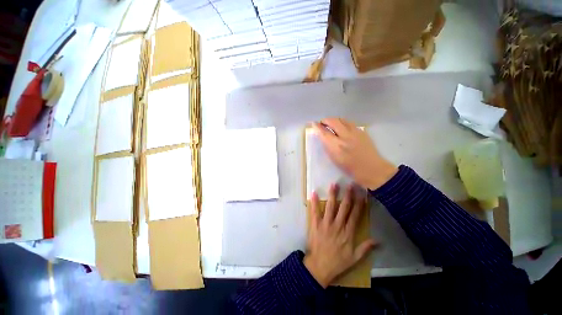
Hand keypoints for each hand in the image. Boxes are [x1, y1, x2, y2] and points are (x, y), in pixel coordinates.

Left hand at [304, 184, 376, 287]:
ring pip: (330, 207)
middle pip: (344, 208)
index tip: (361, 195)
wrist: (319, 266)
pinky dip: (314, 202)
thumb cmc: (338, 262)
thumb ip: (365, 248)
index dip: (359, 205)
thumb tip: (378, 240)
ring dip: (332, 195)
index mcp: (348, 233)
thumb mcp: (355, 258)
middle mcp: (337, 225)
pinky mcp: (315, 224)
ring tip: (334, 184)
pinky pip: (314, 212)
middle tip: (350, 185)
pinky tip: (314, 193)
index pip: (355, 215)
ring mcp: (325, 224)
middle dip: (348, 195)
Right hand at [313, 118, 397, 189]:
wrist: (371, 168)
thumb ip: (328, 146)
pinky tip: (342, 127)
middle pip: (333, 121)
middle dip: (325, 120)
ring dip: (334, 120)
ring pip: (342, 119)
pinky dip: (342, 122)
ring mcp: (355, 132)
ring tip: (331, 124)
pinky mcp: (361, 131)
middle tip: (322, 123)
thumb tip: (323, 137)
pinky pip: (349, 122)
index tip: (314, 123)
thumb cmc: (350, 167)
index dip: (317, 127)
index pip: (324, 132)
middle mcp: (345, 136)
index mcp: (336, 146)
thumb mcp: (334, 159)